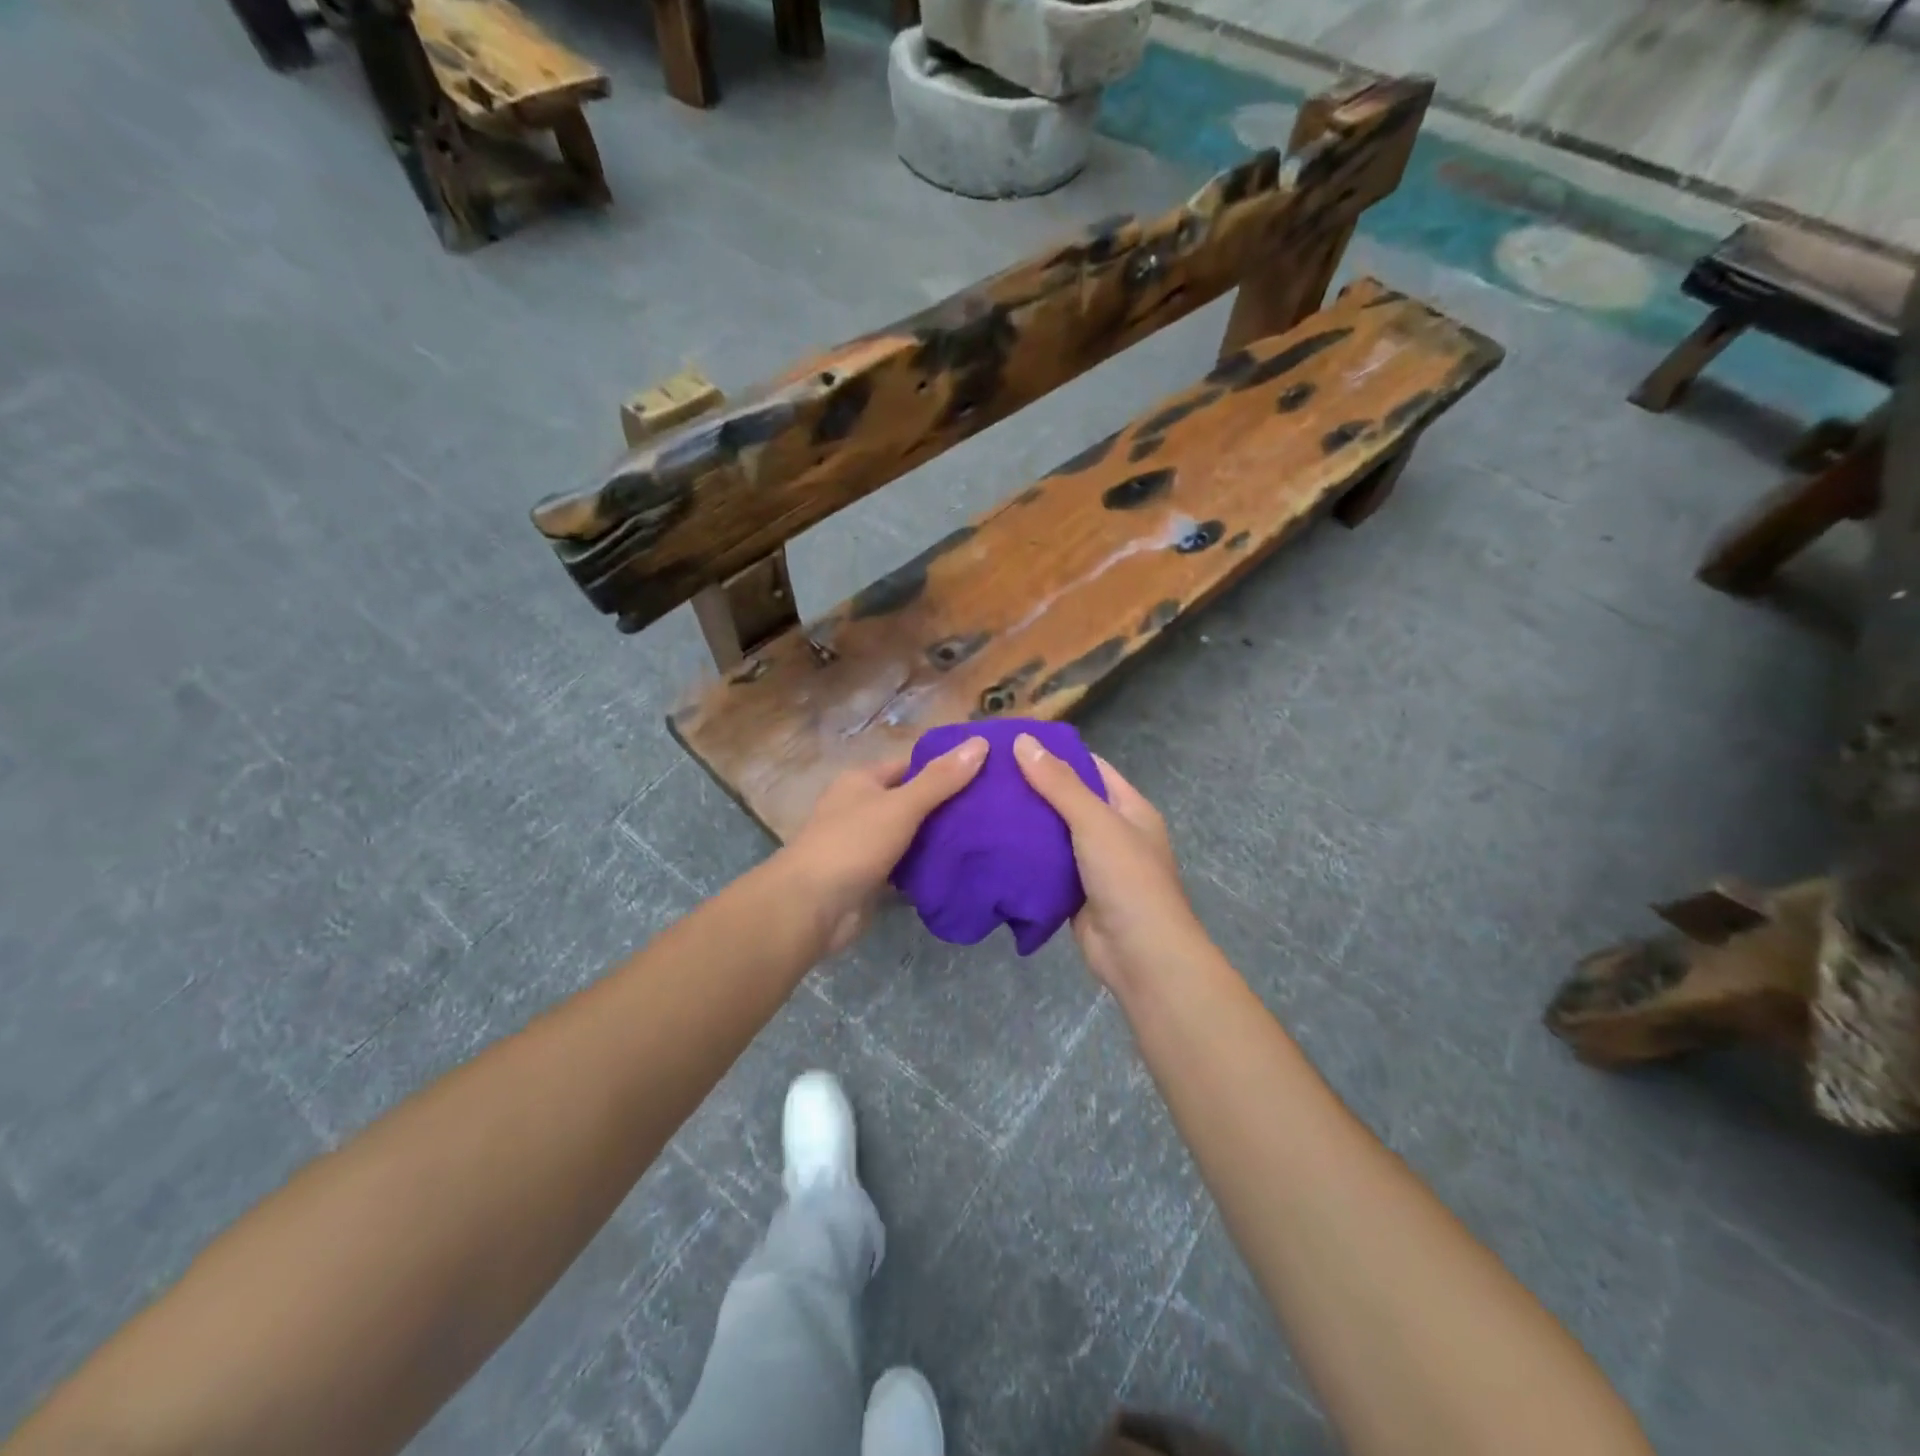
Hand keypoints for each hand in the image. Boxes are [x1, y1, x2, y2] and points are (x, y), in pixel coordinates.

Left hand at [781, 739, 987, 953]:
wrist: (810, 907)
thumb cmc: (853, 843)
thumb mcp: (901, 805)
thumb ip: (941, 779)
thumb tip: (981, 742)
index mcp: (862, 781)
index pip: (911, 764)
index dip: (945, 766)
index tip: (986, 772)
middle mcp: (861, 808)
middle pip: (912, 800)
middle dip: (948, 805)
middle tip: (994, 809)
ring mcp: (864, 844)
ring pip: (910, 835)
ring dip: (939, 839)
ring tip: (987, 837)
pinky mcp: (870, 877)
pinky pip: (905, 866)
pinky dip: (927, 867)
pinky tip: (961, 868)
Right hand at [1012, 734, 1210, 994]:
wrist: (1140, 956)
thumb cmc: (1127, 879)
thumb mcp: (1094, 821)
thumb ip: (1059, 783)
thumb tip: (1023, 740)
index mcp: (1129, 808)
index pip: (1090, 768)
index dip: (1056, 754)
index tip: (1013, 745)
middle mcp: (1113, 833)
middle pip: (1068, 801)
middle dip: (1032, 790)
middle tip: (986, 776)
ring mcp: (1094, 866)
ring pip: (1053, 836)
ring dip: (1024, 825)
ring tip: (980, 805)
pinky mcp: (1074, 894)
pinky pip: (1045, 868)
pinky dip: (1023, 859)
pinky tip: (991, 846)